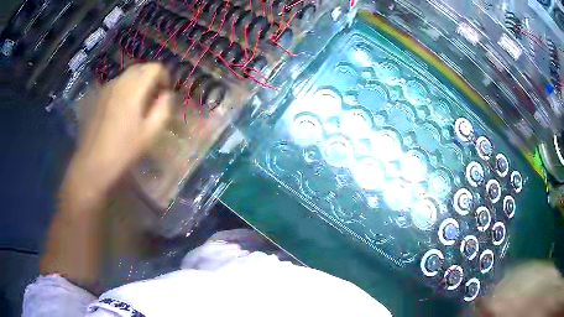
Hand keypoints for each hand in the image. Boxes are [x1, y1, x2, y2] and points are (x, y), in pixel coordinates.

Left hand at [74, 63, 174, 196]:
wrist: (92, 164)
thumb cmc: (123, 151)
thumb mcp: (150, 134)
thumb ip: (163, 109)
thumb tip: (166, 95)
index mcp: (134, 89)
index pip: (154, 68)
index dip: (164, 77)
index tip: (164, 94)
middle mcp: (119, 82)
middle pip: (140, 68)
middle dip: (151, 78)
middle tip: (153, 98)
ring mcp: (106, 89)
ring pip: (127, 75)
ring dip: (137, 83)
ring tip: (137, 105)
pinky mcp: (98, 97)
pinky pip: (116, 84)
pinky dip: (125, 89)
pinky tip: (122, 110)